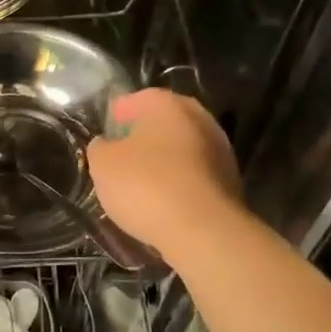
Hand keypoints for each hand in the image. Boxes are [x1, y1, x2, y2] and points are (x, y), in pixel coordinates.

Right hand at [86, 89, 242, 263]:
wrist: (203, 231)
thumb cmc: (146, 186)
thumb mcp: (103, 165)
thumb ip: (100, 148)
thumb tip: (105, 145)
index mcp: (168, 104)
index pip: (137, 99)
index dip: (118, 115)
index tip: (105, 133)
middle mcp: (199, 118)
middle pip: (164, 123)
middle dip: (143, 137)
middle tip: (121, 157)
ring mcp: (220, 150)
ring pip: (182, 149)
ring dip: (163, 161)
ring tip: (141, 184)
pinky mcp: (230, 181)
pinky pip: (194, 175)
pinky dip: (179, 182)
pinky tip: (163, 202)